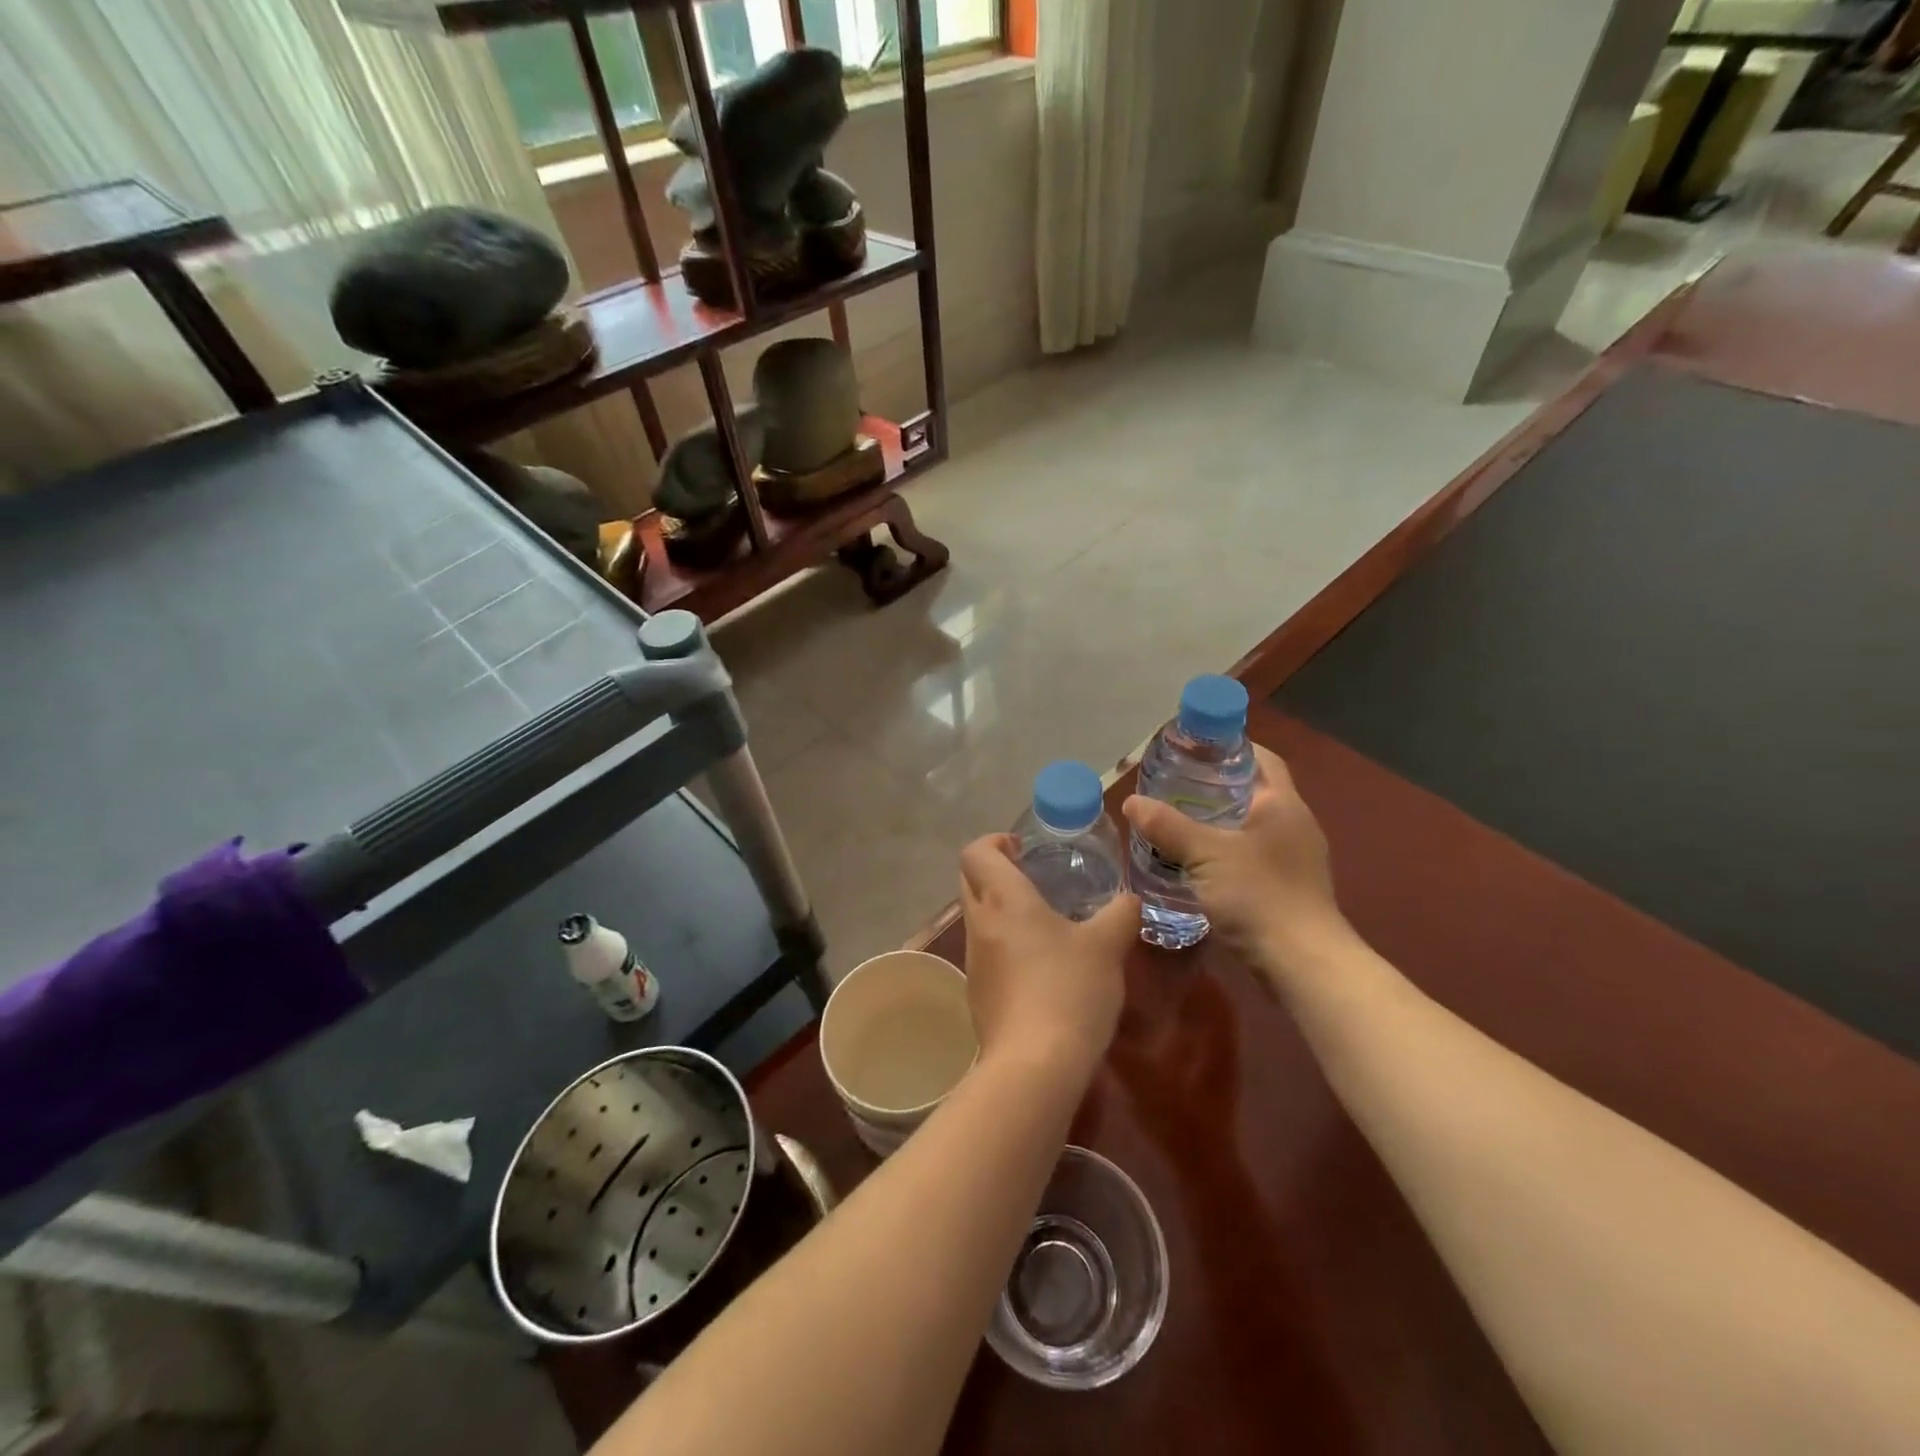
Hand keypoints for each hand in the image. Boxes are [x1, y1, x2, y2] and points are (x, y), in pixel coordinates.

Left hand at [959, 834, 1138, 1080]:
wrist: (1035, 1065)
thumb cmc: (1069, 989)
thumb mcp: (1108, 946)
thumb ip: (1121, 914)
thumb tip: (1130, 899)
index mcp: (1003, 899)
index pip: (976, 852)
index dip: (994, 842)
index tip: (1022, 848)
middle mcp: (979, 923)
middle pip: (969, 880)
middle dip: (994, 871)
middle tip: (1033, 877)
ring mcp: (973, 960)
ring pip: (977, 917)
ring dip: (1000, 909)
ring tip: (1043, 922)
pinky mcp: (977, 993)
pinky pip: (985, 952)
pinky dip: (1004, 944)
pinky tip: (1039, 965)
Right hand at [1121, 745, 1350, 981]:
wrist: (1302, 964)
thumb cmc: (1259, 896)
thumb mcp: (1205, 855)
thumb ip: (1167, 826)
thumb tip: (1131, 802)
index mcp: (1283, 804)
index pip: (1261, 758)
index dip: (1230, 747)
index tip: (1193, 748)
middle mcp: (1294, 825)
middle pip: (1253, 791)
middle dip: (1215, 786)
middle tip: (1172, 784)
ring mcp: (1295, 859)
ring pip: (1250, 826)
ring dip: (1218, 821)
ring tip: (1176, 821)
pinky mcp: (1288, 888)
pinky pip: (1252, 855)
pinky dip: (1225, 851)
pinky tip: (1195, 863)